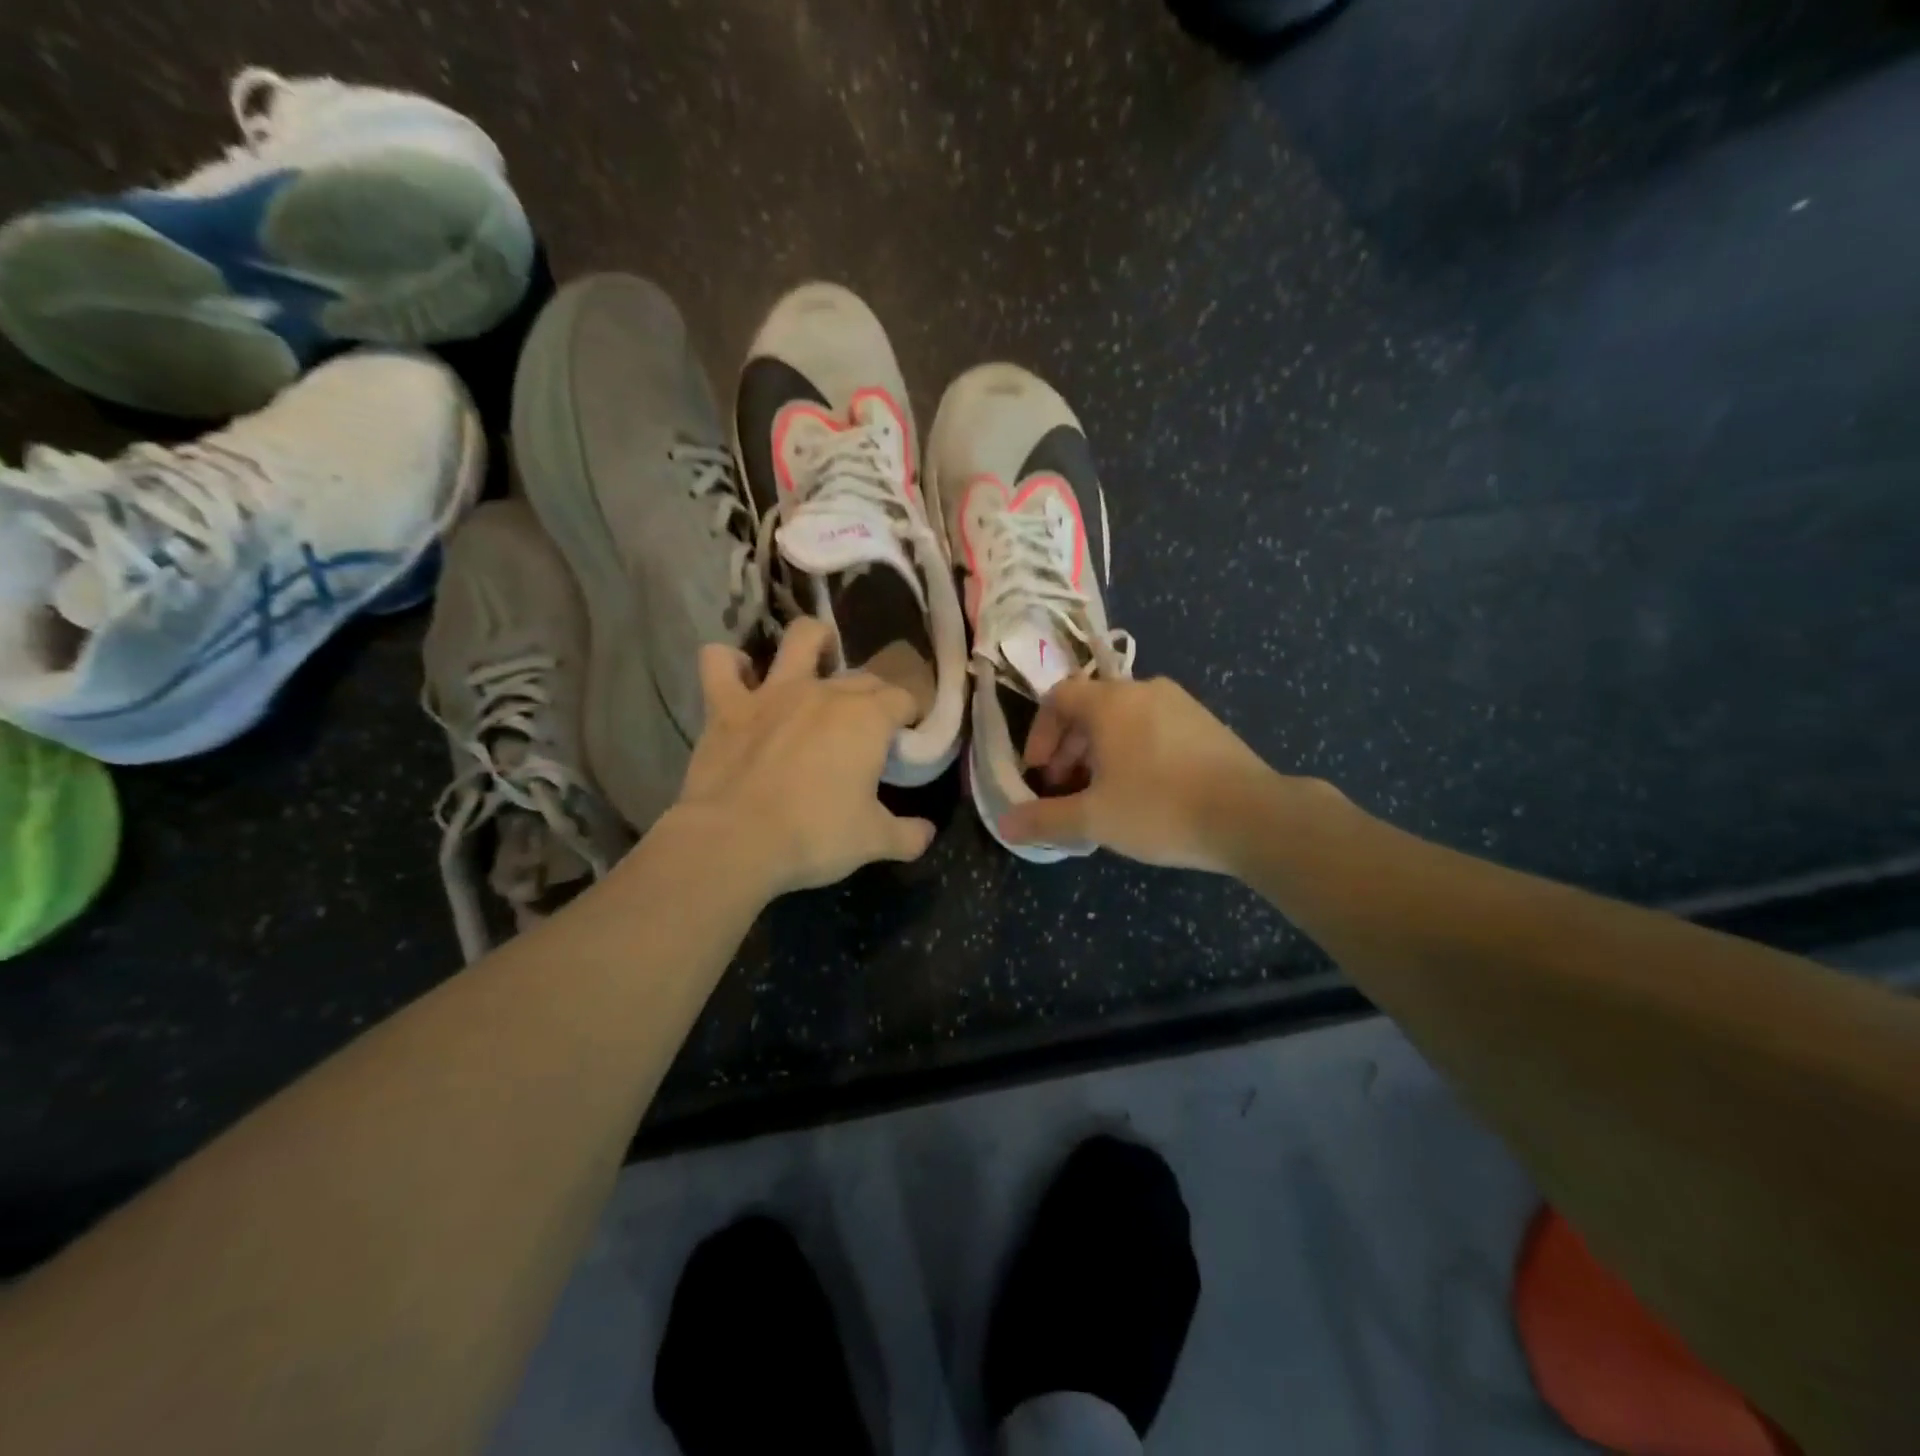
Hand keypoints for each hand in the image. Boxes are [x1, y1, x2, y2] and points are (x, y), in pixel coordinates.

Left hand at [673, 618, 936, 895]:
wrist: (734, 840)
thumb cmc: (814, 836)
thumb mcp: (873, 841)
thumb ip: (907, 835)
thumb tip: (928, 833)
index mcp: (867, 718)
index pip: (903, 699)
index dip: (911, 716)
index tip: (908, 738)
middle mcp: (824, 692)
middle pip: (862, 677)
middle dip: (875, 694)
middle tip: (871, 726)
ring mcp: (773, 692)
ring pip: (800, 639)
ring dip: (814, 641)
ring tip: (820, 655)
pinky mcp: (727, 704)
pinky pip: (719, 663)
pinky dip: (728, 663)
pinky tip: (739, 677)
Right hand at [999, 676, 1298, 872]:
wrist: (1253, 816)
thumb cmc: (1161, 808)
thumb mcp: (1094, 819)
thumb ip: (1044, 819)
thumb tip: (1005, 825)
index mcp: (1110, 702)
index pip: (1058, 697)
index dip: (1039, 734)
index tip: (1038, 773)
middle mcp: (1144, 690)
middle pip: (1090, 708)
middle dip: (1068, 748)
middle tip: (1065, 789)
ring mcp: (1181, 704)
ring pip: (1123, 719)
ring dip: (1100, 752)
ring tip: (1102, 794)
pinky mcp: (1207, 724)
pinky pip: (1153, 728)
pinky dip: (1133, 751)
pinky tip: (1144, 791)